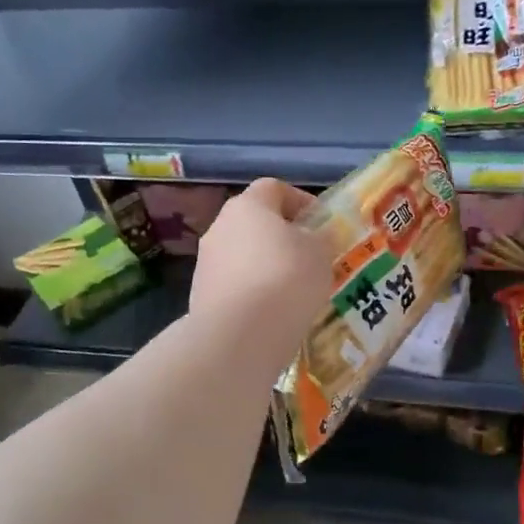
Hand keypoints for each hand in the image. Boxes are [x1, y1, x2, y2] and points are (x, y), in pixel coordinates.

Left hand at [190, 179, 334, 367]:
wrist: (238, 336)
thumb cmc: (286, 279)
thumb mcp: (321, 252)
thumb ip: (322, 237)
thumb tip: (317, 235)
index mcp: (248, 206)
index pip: (274, 188)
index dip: (301, 200)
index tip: (322, 223)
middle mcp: (220, 227)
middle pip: (256, 222)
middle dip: (284, 237)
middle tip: (312, 258)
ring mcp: (206, 263)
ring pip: (244, 255)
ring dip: (268, 266)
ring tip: (296, 290)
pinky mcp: (202, 295)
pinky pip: (236, 285)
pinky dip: (255, 292)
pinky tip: (274, 312)